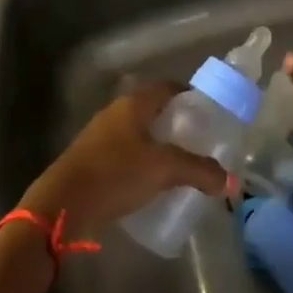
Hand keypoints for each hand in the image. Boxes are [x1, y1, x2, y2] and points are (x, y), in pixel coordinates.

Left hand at [19, 82, 227, 237]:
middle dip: (176, 123)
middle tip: (200, 141)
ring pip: (139, 132)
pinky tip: (153, 182)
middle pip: (154, 109)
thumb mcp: (163, 170)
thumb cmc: (115, 174)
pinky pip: (126, 153)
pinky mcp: (92, 160)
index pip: (168, 87)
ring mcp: (101, 135)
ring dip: (159, 144)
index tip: (209, 112)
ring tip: (181, 164)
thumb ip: (199, 171)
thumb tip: (230, 180)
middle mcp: (117, 112)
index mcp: (134, 103)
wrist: (62, 204)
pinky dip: (143, 162)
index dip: (190, 95)